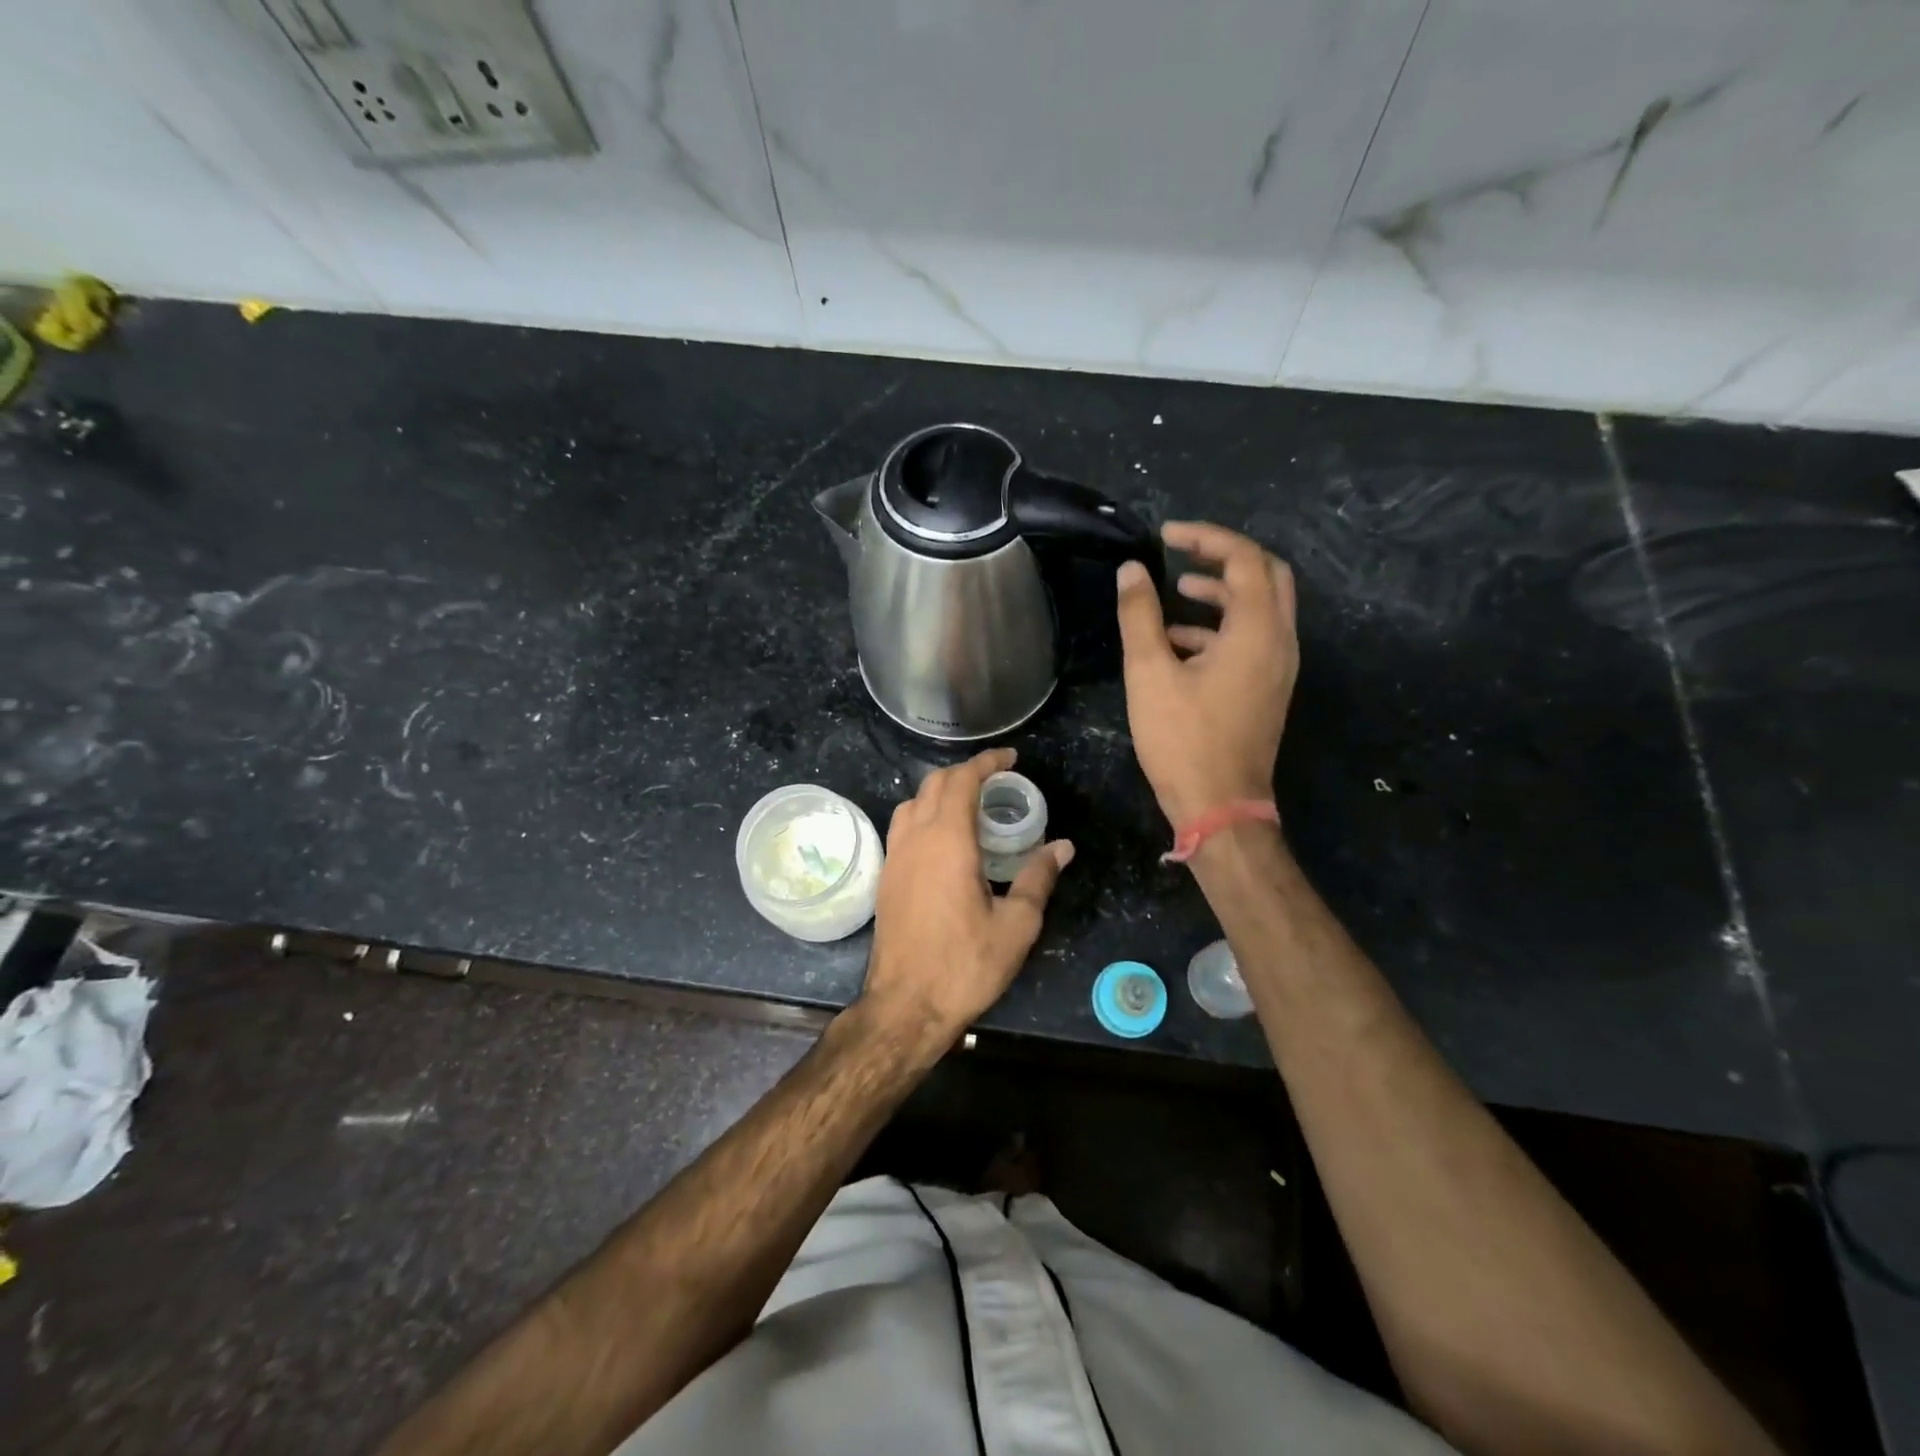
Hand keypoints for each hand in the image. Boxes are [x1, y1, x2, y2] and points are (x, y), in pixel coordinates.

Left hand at [860, 748, 1073, 1049]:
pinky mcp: (886, 877)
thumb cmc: (965, 965)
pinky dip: (925, 814)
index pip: (963, 780)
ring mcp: (895, 857)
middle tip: (997, 780)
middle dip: (966, 772)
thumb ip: (1038, 878)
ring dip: (941, 792)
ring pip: (913, 802)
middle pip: (935, 784)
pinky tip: (945, 840)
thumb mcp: (1016, 924)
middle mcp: (915, 838)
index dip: (987, 762)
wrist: (904, 1006)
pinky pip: (903, 827)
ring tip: (971, 805)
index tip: (1010, 758)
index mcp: (947, 841)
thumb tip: (1062, 847)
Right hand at [1116, 521, 1298, 827]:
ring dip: (1223, 592)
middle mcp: (1279, 641)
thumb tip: (1131, 571)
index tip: (1166, 534)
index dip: (1205, 537)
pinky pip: (1253, 639)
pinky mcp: (1268, 689)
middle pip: (1267, 575)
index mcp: (1256, 630)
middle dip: (1225, 557)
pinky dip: (1221, 627)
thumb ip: (1140, 616)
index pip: (1244, 558)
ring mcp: (1278, 668)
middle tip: (1184, 551)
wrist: (1221, 806)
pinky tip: (1179, 642)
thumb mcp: (1150, 674)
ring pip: (1261, 608)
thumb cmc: (1184, 739)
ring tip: (1177, 589)